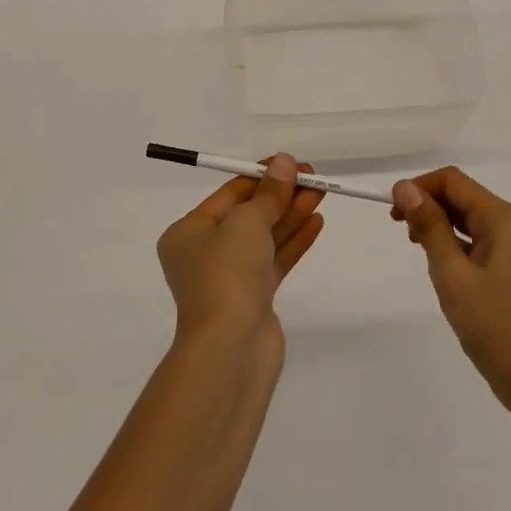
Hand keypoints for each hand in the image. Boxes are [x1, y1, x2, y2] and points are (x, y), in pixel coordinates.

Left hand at [157, 154, 323, 354]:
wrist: (230, 348)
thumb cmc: (227, 274)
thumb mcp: (247, 222)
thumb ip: (270, 193)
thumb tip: (284, 162)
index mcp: (189, 232)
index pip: (229, 195)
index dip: (262, 176)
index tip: (292, 163)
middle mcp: (205, 253)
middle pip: (249, 215)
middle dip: (281, 195)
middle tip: (314, 177)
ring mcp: (230, 278)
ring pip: (265, 238)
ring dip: (292, 215)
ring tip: (321, 194)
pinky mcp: (254, 298)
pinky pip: (275, 260)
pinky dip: (294, 241)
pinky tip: (317, 222)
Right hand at [392, 167, 510, 406]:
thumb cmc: (492, 325)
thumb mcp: (452, 274)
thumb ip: (429, 227)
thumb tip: (405, 188)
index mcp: (502, 219)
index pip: (453, 181)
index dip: (420, 187)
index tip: (392, 210)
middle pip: (463, 196)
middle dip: (428, 204)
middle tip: (399, 228)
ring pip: (469, 219)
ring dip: (439, 223)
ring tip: (416, 246)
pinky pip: (478, 240)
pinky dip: (454, 242)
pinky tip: (441, 264)